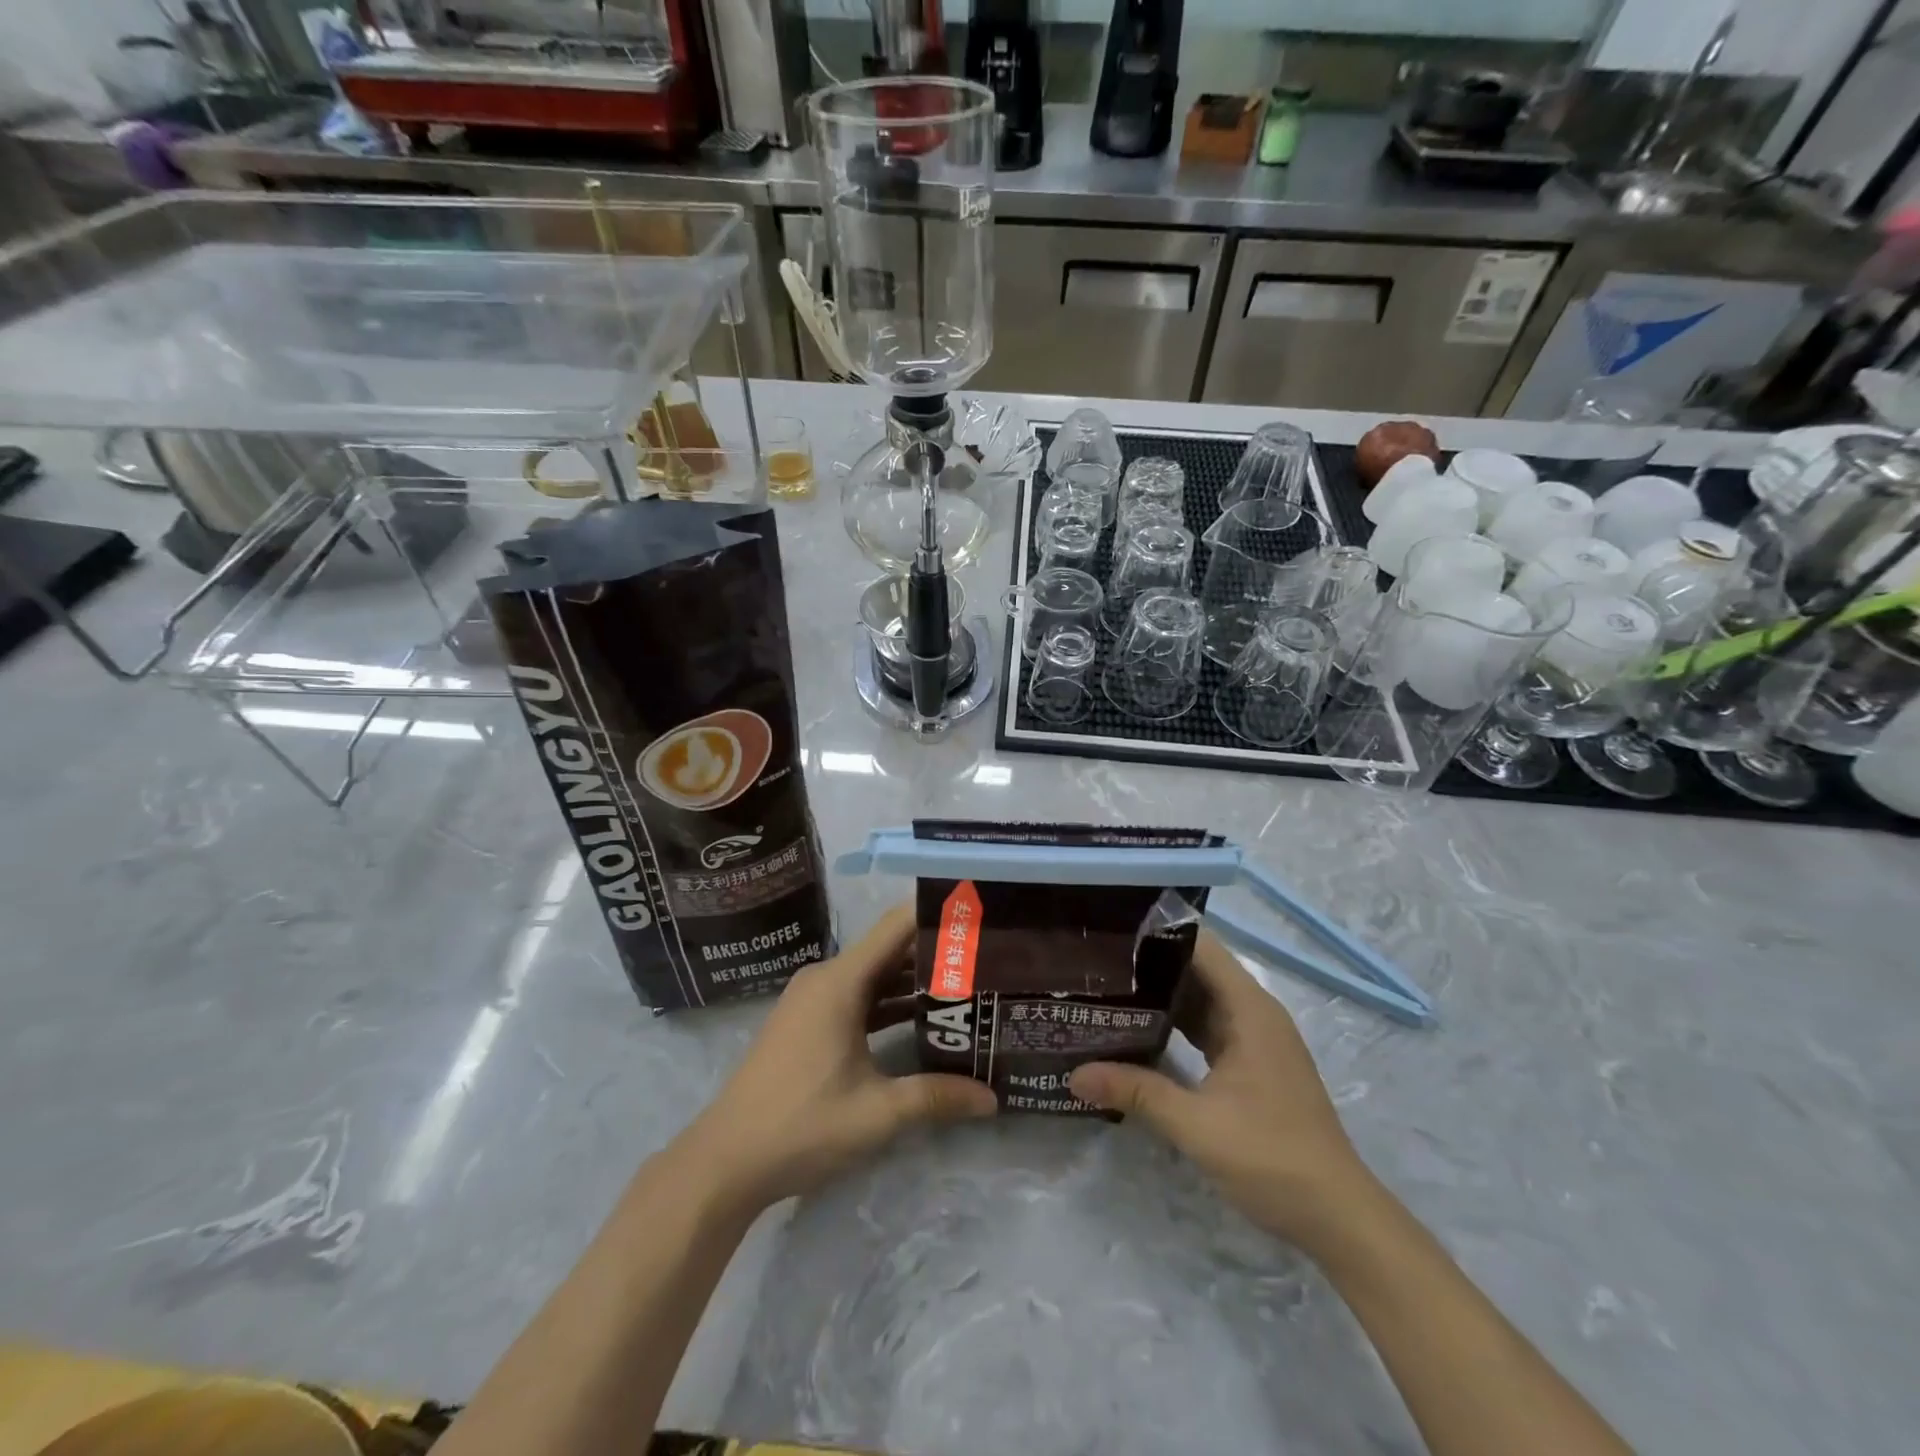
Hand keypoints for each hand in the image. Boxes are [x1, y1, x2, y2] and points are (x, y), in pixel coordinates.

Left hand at [678, 904, 997, 1212]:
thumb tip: (992, 1098)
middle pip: (889, 949)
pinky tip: (921, 1022)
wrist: (725, 1161)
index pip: (897, 926)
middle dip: (935, 953)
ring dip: (913, 982)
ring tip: (965, 988)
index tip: (979, 916)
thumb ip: (936, 1097)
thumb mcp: (877, 1113)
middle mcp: (826, 979)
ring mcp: (813, 1000)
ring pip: (873, 976)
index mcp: (840, 982)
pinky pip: (856, 997)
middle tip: (987, 959)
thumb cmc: (801, 1125)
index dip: (937, 915)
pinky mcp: (807, 1022)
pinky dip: (887, 1003)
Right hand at [1068, 931, 1372, 1248]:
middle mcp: (1253, 1014)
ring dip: (1160, 997)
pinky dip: (1175, 1026)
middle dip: (1149, 964)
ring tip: (1106, 989)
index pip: (1200, 947)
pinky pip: (1206, 1029)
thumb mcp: (1196, 1125)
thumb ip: (1136, 1091)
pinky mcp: (1250, 1065)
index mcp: (1248, 1009)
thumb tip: (1074, 1074)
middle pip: (1197, 970)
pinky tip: (1138, 1032)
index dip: (1158, 933)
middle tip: (1094, 962)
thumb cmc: (1272, 1157)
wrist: (1338, 1218)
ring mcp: (1254, 1040)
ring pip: (1200, 1001)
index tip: (1110, 931)